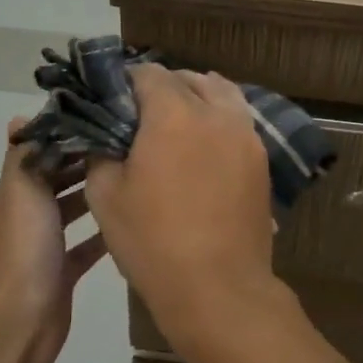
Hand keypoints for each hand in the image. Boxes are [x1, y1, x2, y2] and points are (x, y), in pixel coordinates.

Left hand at [0, 119, 109, 362]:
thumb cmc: (20, 251)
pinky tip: (128, 221)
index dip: (65, 138)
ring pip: (70, 213)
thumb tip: (20, 119)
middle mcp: (23, 218)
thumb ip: (23, 156)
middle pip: (55, 182)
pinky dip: (101, 235)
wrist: (16, 325)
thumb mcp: (20, 192)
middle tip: (126, 146)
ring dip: (93, 196)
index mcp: (11, 196)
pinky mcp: (59, 275)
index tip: (101, 121)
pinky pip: (83, 248)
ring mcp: (41, 249)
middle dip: (84, 164)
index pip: (37, 156)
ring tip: (132, 177)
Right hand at [85, 65, 278, 356]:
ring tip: (180, 120)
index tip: (115, 99)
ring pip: (222, 94)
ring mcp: (246, 135)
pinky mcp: (262, 159)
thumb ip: (100, 152)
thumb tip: (104, 136)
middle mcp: (215, 113)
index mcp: (173, 114)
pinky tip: (206, 144)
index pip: (149, 74)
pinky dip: (220, 119)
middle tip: (144, 113)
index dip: (128, 81)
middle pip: (190, 79)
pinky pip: (239, 121)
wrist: (218, 288)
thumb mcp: (105, 195)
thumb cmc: (153, 241)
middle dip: (165, 86)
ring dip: (198, 96)